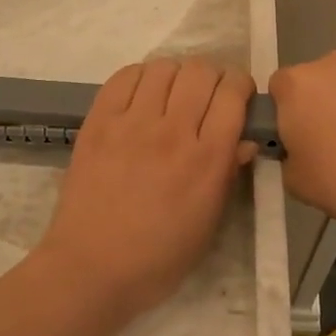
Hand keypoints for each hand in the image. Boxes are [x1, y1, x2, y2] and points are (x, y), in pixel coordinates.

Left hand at [37, 58, 256, 318]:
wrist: (91, 269)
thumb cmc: (158, 258)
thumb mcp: (208, 224)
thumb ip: (229, 174)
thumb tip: (244, 139)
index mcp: (206, 160)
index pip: (232, 94)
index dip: (241, 85)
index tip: (238, 95)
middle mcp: (172, 132)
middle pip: (200, 71)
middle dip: (213, 75)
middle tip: (207, 94)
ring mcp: (131, 123)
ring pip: (164, 67)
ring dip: (176, 74)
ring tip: (172, 93)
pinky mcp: (98, 122)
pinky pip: (124, 76)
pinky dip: (140, 76)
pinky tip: (142, 94)